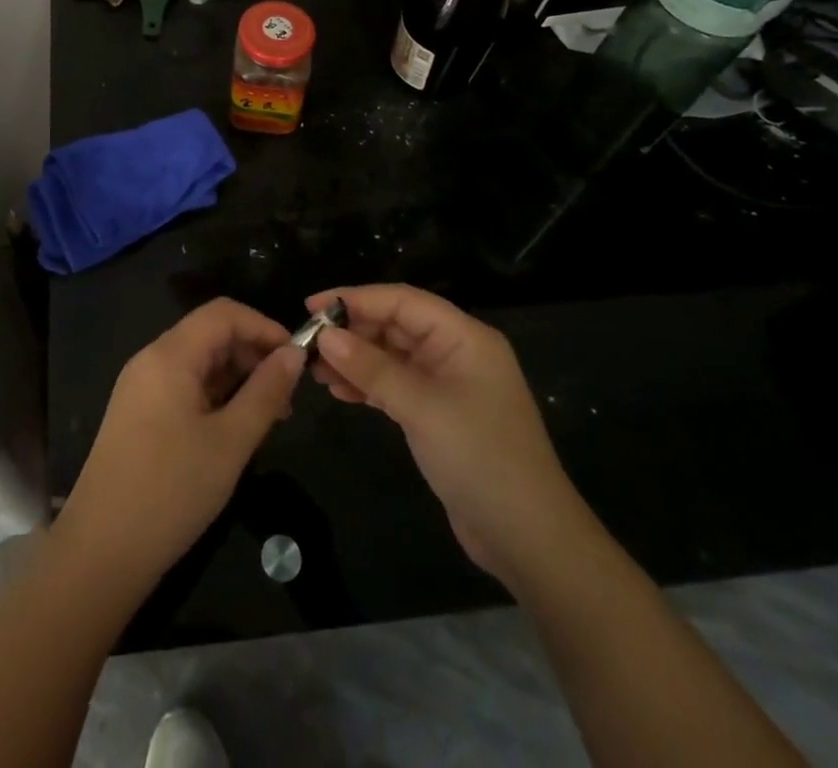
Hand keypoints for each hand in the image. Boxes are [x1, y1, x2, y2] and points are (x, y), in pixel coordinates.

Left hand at [55, 298, 304, 594]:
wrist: (101, 550)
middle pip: (210, 333)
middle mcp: (151, 359)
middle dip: (252, 353)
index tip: (297, 358)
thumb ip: (266, 392)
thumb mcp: (231, 442)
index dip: (264, 326)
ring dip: (236, 377)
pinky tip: (234, 427)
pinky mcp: (137, 412)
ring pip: (198, 361)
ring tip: (269, 416)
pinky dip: (214, 394)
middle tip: (287, 395)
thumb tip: (294, 355)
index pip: (224, 313)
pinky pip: (183, 384)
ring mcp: (140, 386)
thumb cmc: (172, 491)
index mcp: (170, 354)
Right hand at [309, 284, 580, 591]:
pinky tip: (339, 392)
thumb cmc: (480, 459)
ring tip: (315, 370)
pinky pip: (396, 385)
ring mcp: (448, 385)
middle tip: (308, 344)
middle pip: (395, 325)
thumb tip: (326, 336)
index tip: (312, 306)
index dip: (356, 298)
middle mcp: (456, 352)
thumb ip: (372, 368)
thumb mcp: (422, 408)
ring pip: (392, 356)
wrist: (529, 540)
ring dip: (355, 360)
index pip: (402, 301)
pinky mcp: (439, 415)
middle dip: (352, 332)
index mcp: (463, 337)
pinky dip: (368, 385)